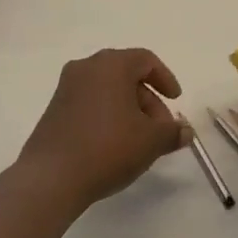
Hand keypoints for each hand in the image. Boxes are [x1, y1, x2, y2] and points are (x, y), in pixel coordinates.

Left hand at [19, 48, 187, 207]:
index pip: (146, 60)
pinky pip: (90, 102)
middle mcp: (87, 67)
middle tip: (160, 129)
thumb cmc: (108, 148)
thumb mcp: (151, 141)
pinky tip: (113, 144)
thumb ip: (172, 131)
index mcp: (111, 64)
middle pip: (126, 74)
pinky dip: (107, 114)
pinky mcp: (54, 108)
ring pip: (107, 89)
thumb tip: (185, 131)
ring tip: (139, 141)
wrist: (51, 177)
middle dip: (148, 99)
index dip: (165, 79)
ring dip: (128, 109)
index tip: (175, 102)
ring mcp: (67, 87)